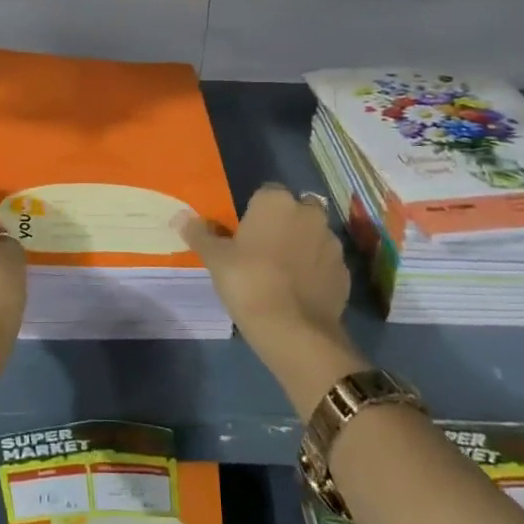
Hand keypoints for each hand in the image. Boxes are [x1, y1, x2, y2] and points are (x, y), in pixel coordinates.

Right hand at [179, 184, 361, 413]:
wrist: (294, 330)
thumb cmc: (248, 282)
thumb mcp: (215, 258)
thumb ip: (200, 233)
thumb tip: (179, 216)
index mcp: (276, 201)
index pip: (265, 193)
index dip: (255, 212)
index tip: (243, 234)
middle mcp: (309, 213)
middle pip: (295, 211)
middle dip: (284, 224)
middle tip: (262, 251)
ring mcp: (331, 243)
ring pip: (313, 236)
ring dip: (302, 246)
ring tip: (281, 274)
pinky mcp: (344, 272)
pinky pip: (324, 264)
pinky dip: (315, 271)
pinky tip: (299, 292)